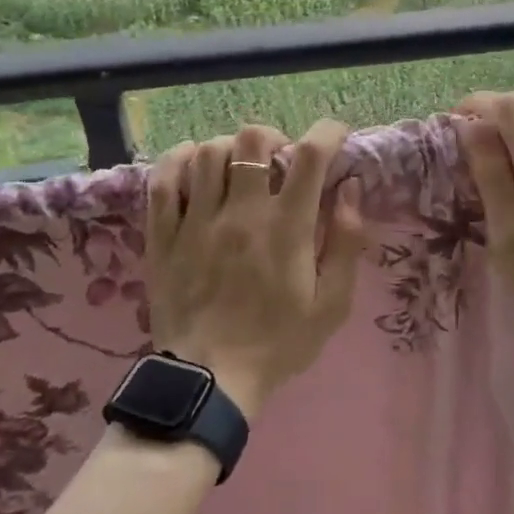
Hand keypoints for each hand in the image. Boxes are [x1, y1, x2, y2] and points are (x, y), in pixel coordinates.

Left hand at [145, 121, 368, 420]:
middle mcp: (240, 212)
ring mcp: (196, 221)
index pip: (310, 156)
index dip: (327, 133)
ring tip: (238, 168)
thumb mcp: (332, 304)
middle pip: (252, 140)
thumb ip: (346, 242)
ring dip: (230, 149)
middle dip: (273, 138)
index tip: (335, 137)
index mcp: (285, 227)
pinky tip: (193, 164)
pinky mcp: (163, 235)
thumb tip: (350, 189)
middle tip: (279, 160)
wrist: (210, 380)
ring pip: (207, 152)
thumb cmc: (278, 342)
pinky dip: (179, 160)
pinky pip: (163, 180)